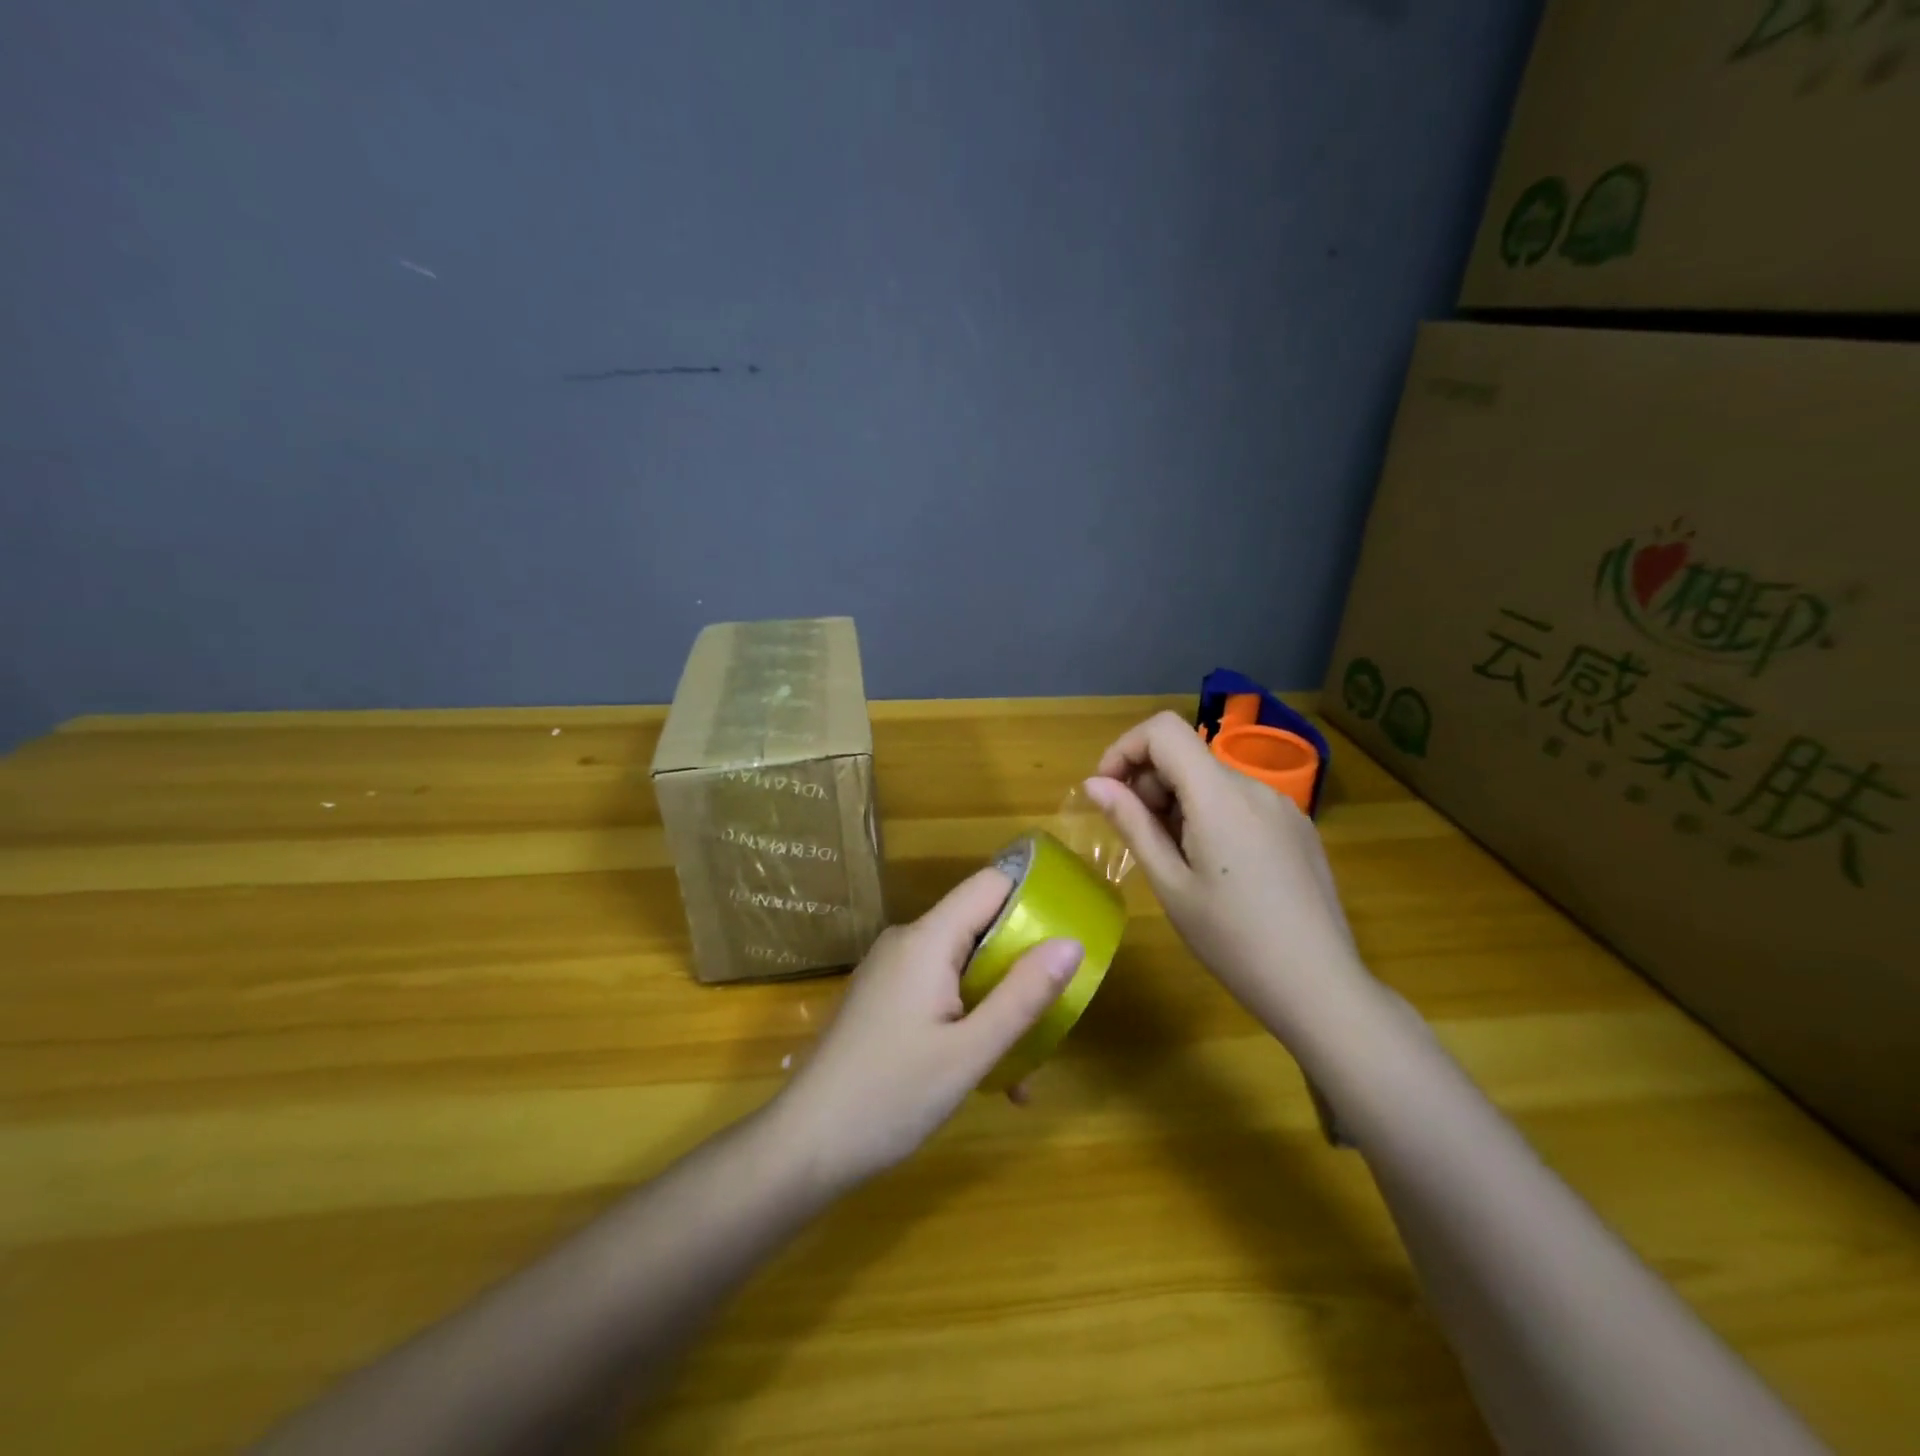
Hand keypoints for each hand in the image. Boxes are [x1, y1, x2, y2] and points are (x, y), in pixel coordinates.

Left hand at [774, 869, 1083, 1187]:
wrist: (806, 1146)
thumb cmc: (891, 1096)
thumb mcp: (970, 1051)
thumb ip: (1023, 994)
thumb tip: (1072, 942)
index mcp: (928, 939)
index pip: (990, 885)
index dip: (1034, 896)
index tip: (1073, 928)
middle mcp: (908, 942)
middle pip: (980, 928)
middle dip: (1022, 967)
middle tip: (1056, 1013)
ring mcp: (892, 971)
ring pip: (963, 967)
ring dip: (998, 1005)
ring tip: (1023, 1069)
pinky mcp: (884, 999)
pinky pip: (940, 991)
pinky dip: (969, 1019)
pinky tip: (985, 1076)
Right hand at [1080, 711, 1373, 1041]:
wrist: (1319, 986)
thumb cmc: (1232, 940)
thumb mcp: (1170, 883)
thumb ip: (1132, 823)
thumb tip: (1094, 783)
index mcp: (1219, 794)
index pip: (1163, 730)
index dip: (1125, 749)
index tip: (1108, 791)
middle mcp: (1254, 786)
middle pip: (1187, 754)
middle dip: (1149, 782)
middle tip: (1138, 837)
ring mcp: (1283, 806)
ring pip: (1213, 778)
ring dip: (1178, 801)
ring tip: (1175, 858)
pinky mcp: (1298, 827)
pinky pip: (1241, 801)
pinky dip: (1210, 813)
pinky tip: (1214, 865)